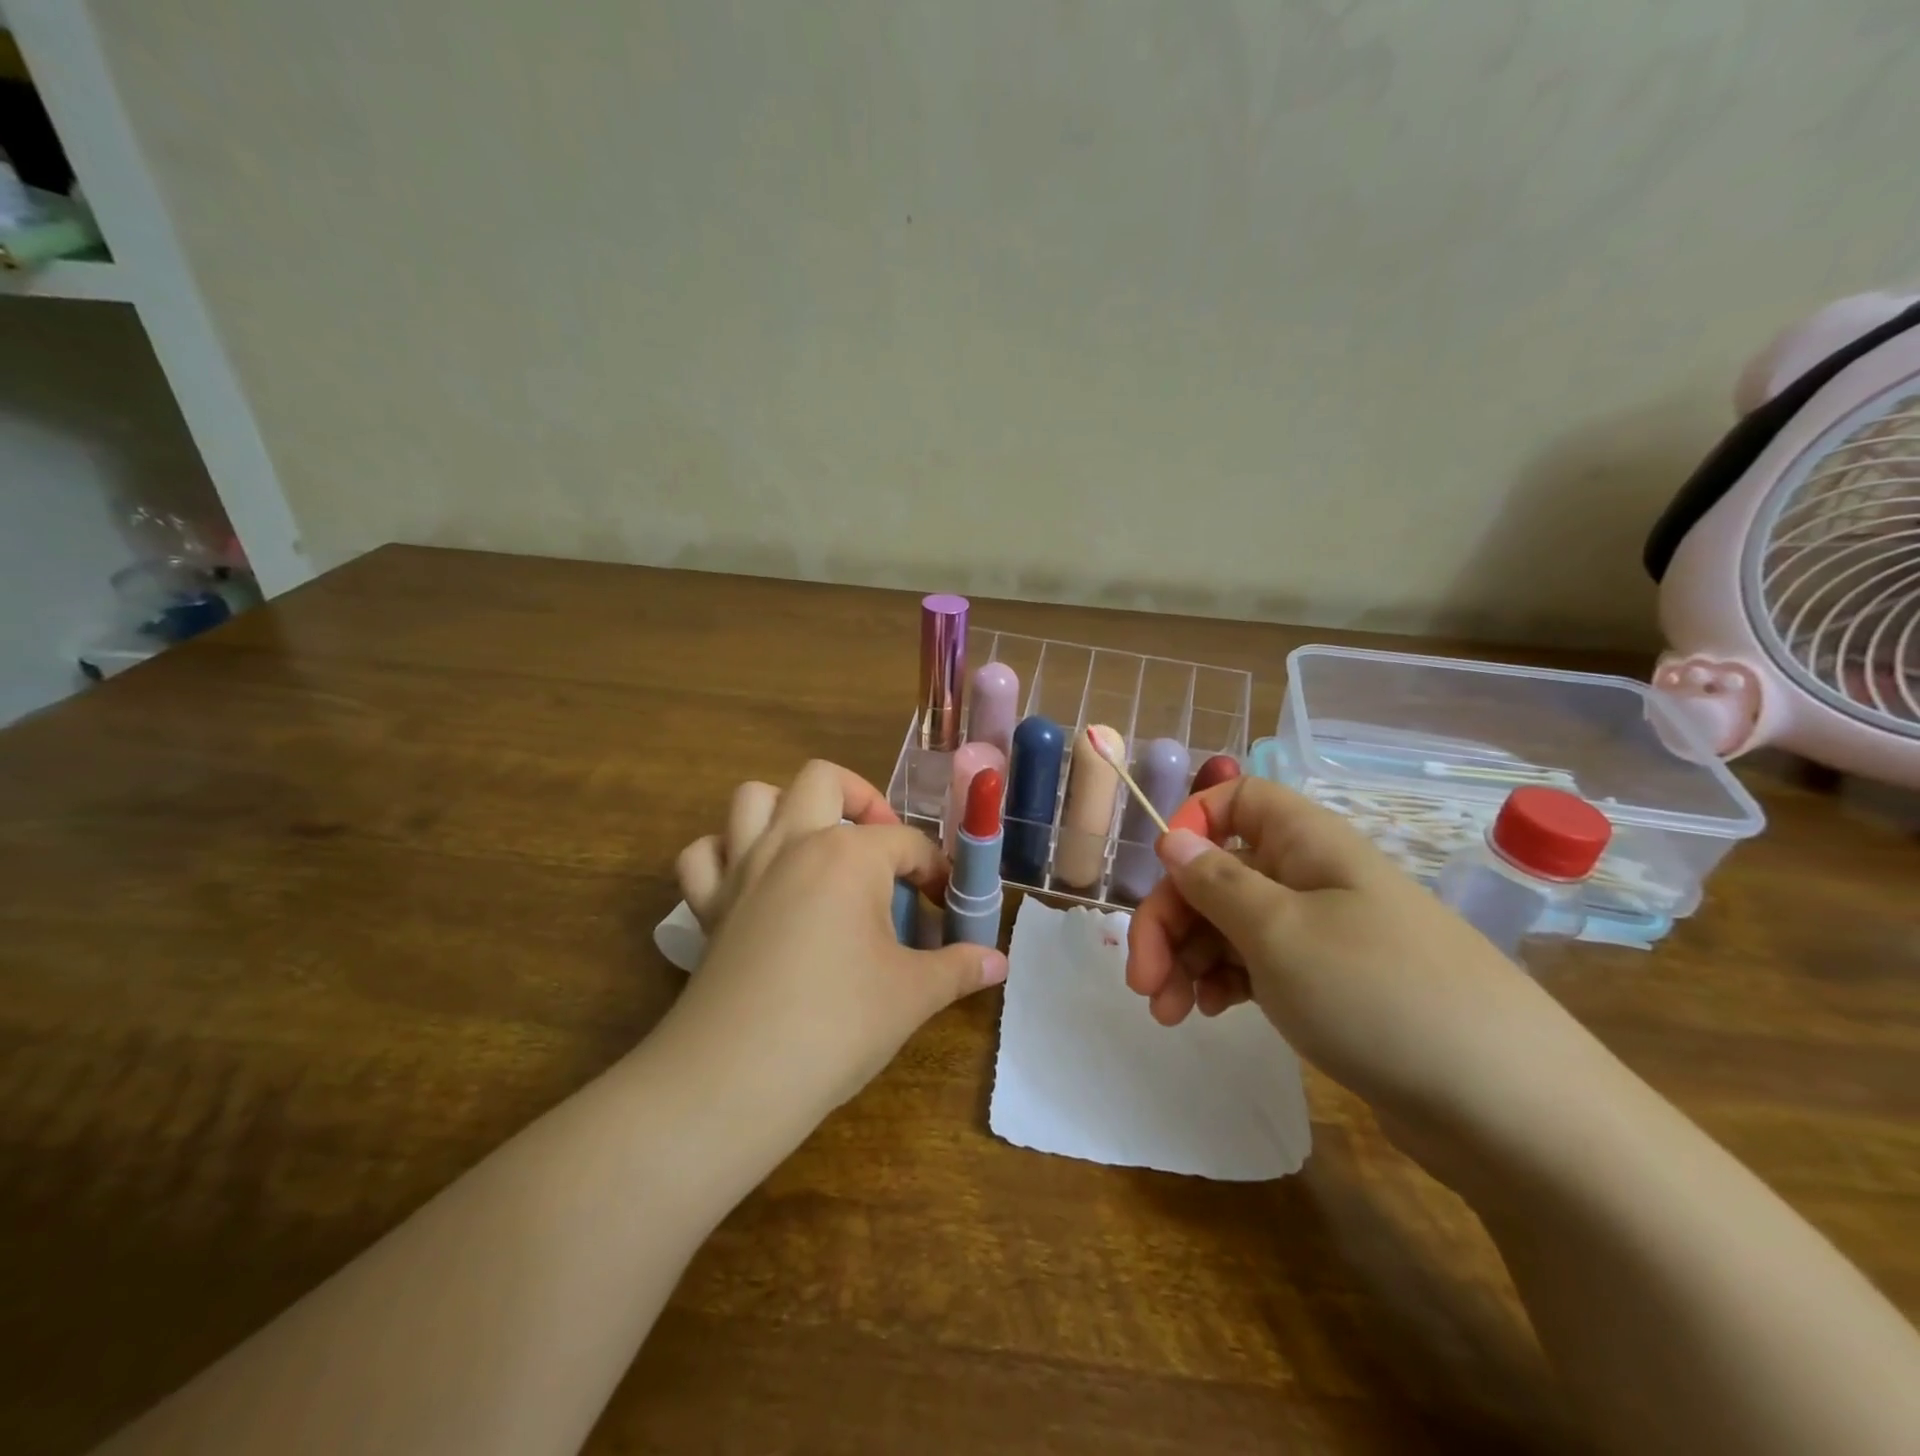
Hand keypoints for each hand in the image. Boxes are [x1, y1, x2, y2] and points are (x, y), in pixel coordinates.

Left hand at [668, 761, 1006, 1116]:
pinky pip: (704, 855)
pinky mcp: (707, 906)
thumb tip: (999, 962)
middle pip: (823, 780)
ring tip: (816, 846)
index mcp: (847, 855)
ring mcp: (742, 870)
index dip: (934, 869)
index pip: (906, 842)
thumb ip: (960, 968)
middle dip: (861, 798)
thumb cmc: (837, 1025)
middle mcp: (791, 843)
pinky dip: (725, 853)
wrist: (735, 1079)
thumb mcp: (912, 995)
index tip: (946, 905)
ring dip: (786, 808)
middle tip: (881, 846)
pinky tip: (752, 880)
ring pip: (753, 798)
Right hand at [1126, 776, 1577, 1138]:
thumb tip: (1172, 839)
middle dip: (1171, 920)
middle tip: (1141, 980)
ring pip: (1232, 924)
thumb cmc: (1378, 995)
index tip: (1162, 877)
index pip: (1236, 799)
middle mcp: (1312, 878)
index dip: (1191, 825)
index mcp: (1306, 843)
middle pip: (1218, 872)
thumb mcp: (1278, 931)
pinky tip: (1209, 1015)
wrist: (1511, 1111)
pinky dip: (1224, 984)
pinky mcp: (1330, 986)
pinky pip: (1258, 965)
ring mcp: (1323, 934)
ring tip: (1168, 1013)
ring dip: (1188, 960)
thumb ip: (1214, 881)